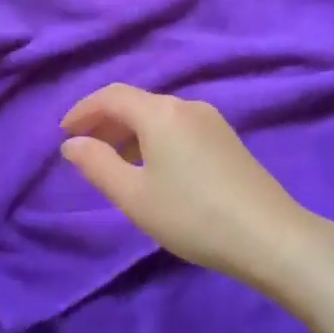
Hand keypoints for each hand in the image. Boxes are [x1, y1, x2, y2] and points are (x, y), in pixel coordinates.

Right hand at [59, 83, 333, 292]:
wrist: (269, 236)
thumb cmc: (192, 216)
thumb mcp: (134, 196)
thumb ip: (97, 165)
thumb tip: (72, 144)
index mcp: (160, 112)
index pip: (112, 96)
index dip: (83, 110)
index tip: (64, 133)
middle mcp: (186, 105)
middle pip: (137, 103)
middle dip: (106, 122)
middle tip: (84, 150)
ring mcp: (212, 120)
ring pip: (159, 116)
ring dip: (131, 133)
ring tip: (115, 164)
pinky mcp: (227, 139)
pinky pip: (178, 127)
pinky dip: (155, 139)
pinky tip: (153, 169)